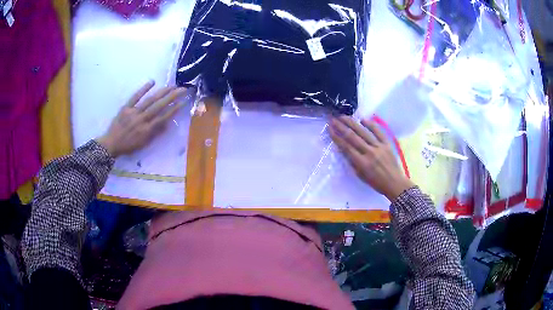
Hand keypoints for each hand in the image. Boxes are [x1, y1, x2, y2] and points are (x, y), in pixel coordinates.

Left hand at [96, 81, 187, 157]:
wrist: (111, 144)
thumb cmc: (128, 146)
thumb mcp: (143, 144)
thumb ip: (155, 134)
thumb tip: (168, 124)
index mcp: (147, 130)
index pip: (163, 118)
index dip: (174, 109)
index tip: (184, 102)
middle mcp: (142, 120)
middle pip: (159, 106)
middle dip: (172, 97)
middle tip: (182, 89)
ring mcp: (134, 112)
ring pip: (150, 100)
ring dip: (162, 92)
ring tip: (172, 86)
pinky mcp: (126, 107)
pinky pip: (135, 97)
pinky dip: (143, 89)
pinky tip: (152, 82)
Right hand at [329, 116, 413, 200]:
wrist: (394, 183)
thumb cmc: (376, 182)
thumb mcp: (360, 175)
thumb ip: (352, 162)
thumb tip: (343, 149)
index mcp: (362, 163)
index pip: (346, 147)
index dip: (336, 137)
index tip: (329, 128)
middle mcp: (369, 153)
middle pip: (353, 137)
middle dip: (341, 127)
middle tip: (333, 119)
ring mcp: (379, 147)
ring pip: (363, 132)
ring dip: (352, 123)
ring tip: (343, 116)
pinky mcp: (387, 144)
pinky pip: (378, 131)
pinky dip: (370, 124)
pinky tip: (362, 119)